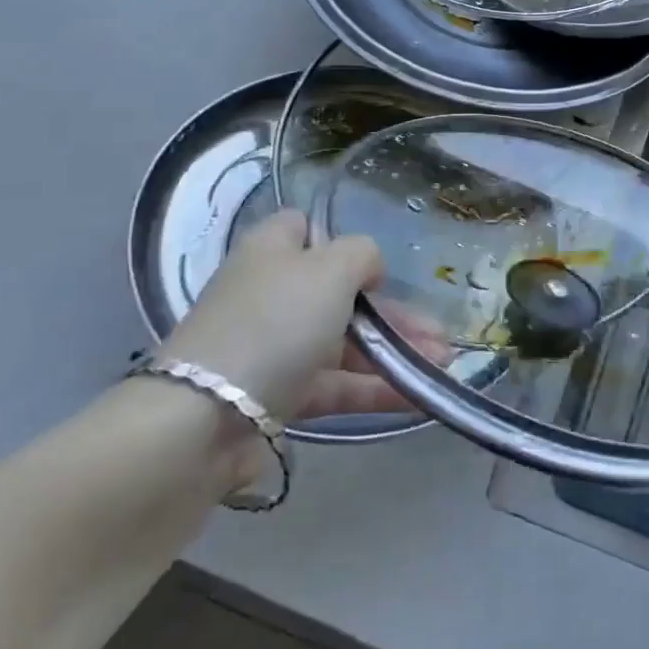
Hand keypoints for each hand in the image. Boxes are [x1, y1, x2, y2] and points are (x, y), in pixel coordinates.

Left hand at [160, 209, 417, 423]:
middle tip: (438, 331)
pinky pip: (334, 386)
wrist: (205, 420)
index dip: (339, 240)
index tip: (375, 265)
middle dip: (393, 312)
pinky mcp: (275, 397)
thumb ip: (362, 254)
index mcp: (271, 250)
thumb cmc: (275, 322)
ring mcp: (271, 348)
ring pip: (342, 343)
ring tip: (442, 364)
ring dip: (393, 352)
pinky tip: (418, 397)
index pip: (303, 228)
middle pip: (339, 293)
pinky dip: (374, 389)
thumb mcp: (331, 268)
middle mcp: (270, 294)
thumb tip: (368, 269)